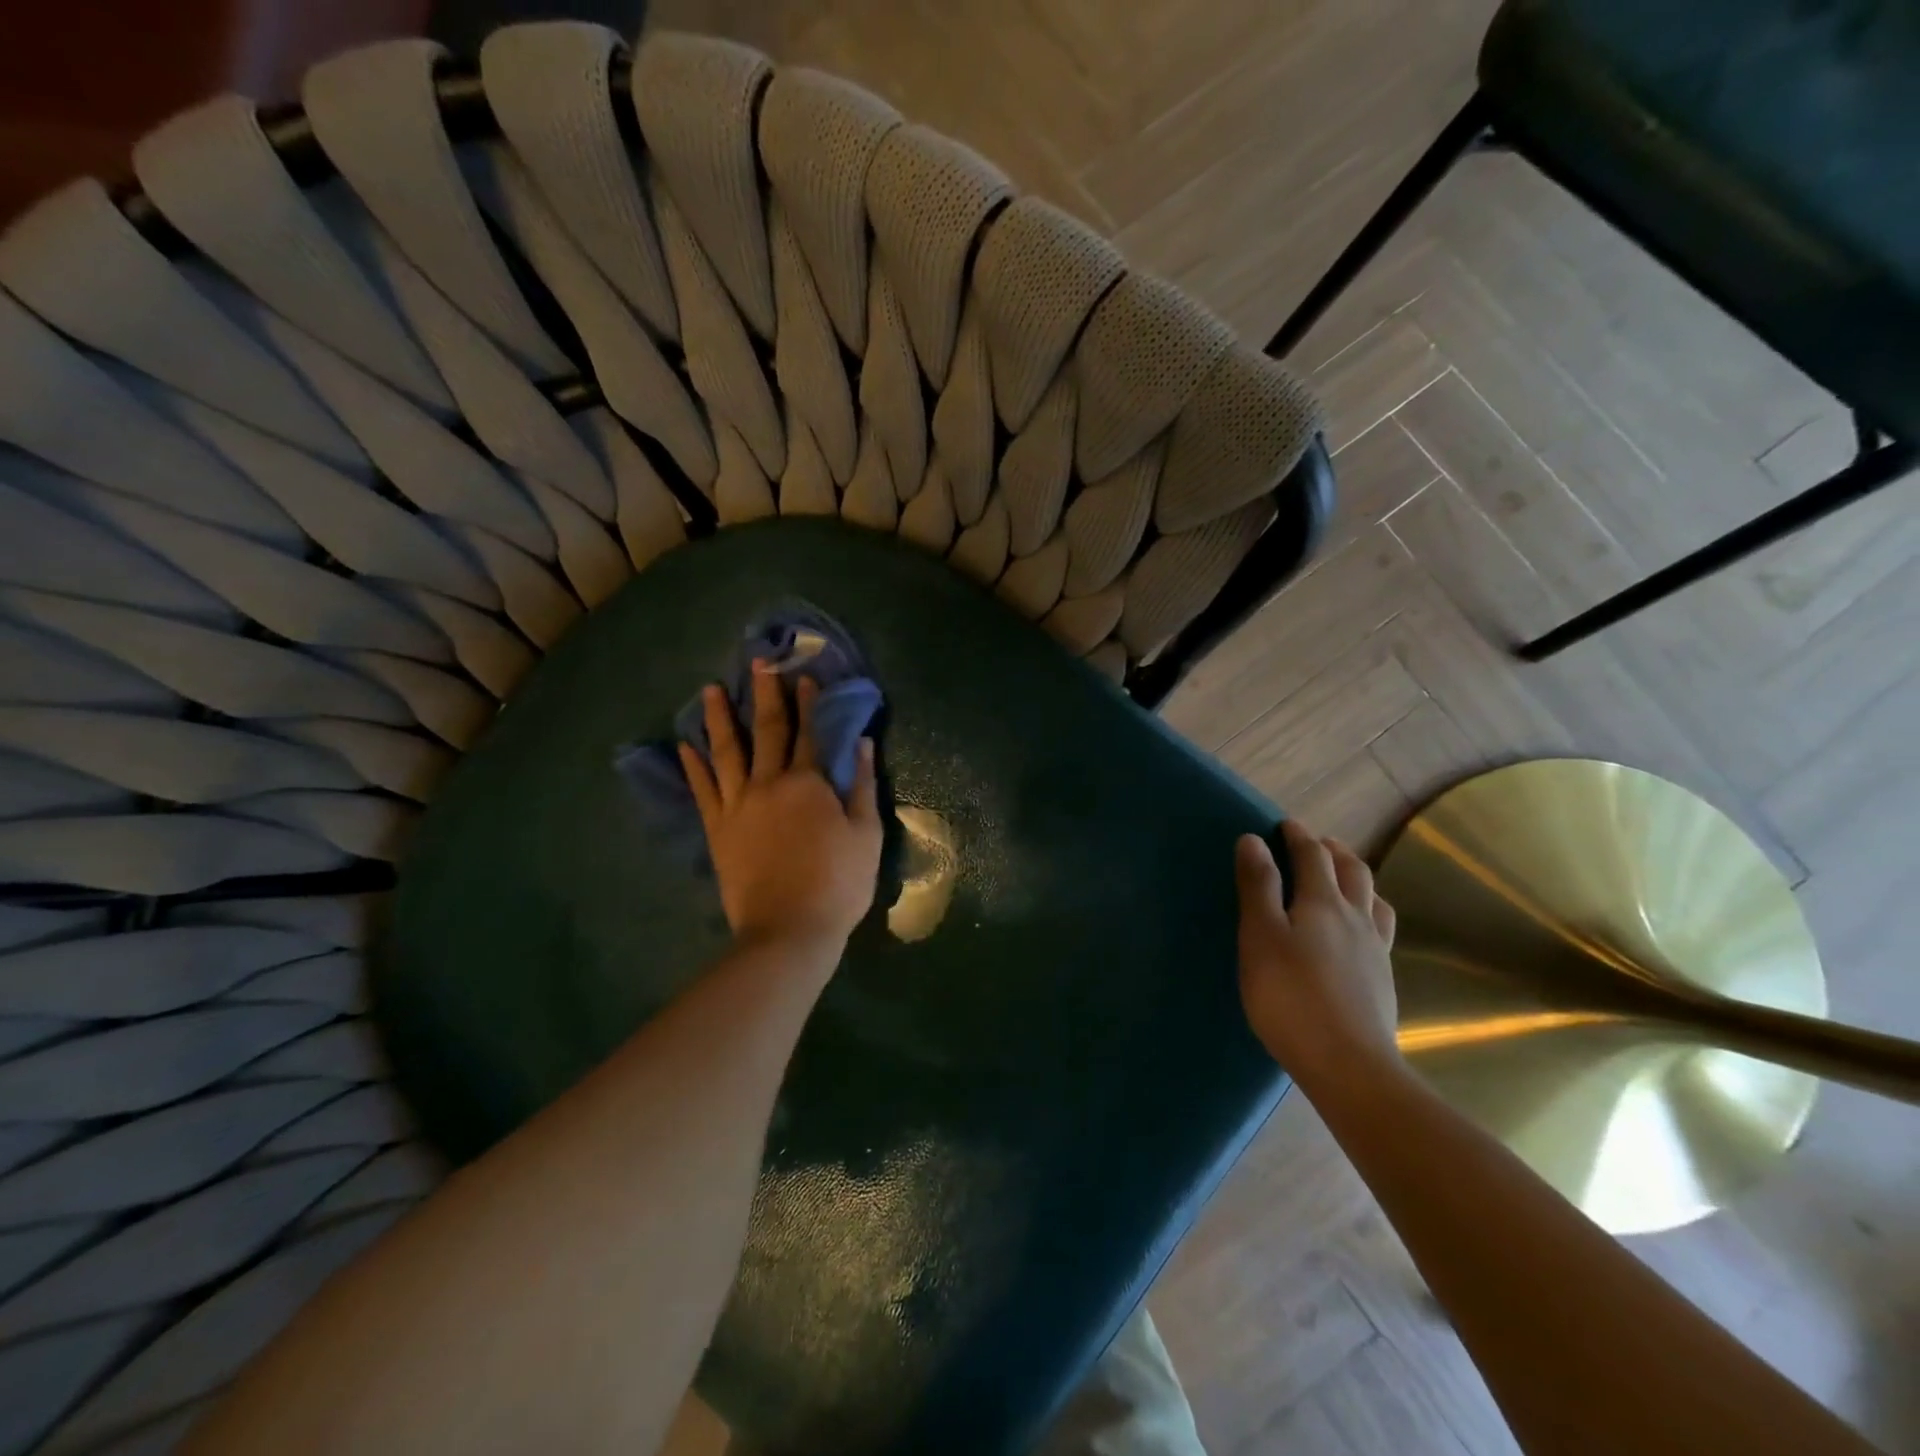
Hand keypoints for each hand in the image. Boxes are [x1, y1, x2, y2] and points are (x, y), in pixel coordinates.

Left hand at [680, 662, 882, 951]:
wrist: (788, 930)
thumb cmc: (838, 883)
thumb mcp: (866, 834)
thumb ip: (863, 785)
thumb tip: (861, 743)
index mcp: (808, 783)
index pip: (808, 732)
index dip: (807, 703)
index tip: (803, 676)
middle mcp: (768, 784)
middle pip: (766, 731)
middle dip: (764, 695)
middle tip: (757, 663)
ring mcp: (737, 806)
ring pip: (725, 752)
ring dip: (718, 719)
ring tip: (709, 690)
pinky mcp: (718, 830)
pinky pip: (702, 791)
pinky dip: (693, 767)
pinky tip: (685, 747)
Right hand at [1235, 820, 1399, 1090]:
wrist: (1348, 1064)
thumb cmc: (1290, 996)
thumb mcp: (1260, 936)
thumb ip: (1258, 886)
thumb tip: (1252, 840)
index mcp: (1323, 902)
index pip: (1312, 855)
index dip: (1298, 836)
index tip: (1284, 825)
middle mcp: (1356, 917)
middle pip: (1352, 870)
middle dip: (1331, 850)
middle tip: (1314, 844)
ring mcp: (1376, 949)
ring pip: (1373, 898)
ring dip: (1356, 877)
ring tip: (1342, 878)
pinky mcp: (1383, 978)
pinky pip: (1381, 928)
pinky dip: (1369, 910)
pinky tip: (1359, 929)